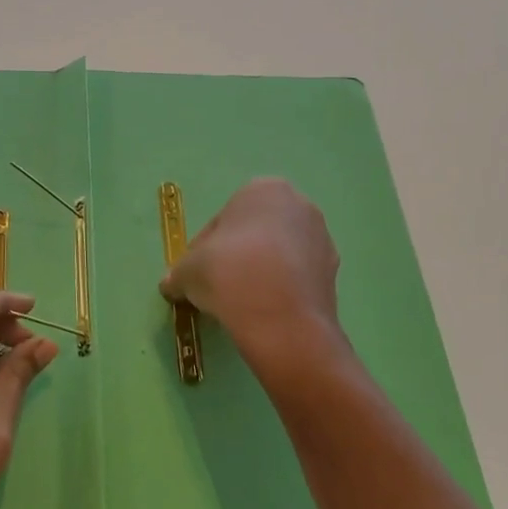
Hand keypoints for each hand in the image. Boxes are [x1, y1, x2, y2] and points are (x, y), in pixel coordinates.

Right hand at [160, 178, 343, 376]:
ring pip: (278, 255)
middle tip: (217, 289)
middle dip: (236, 258)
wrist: (281, 318)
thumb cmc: (229, 273)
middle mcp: (299, 205)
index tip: (196, 275)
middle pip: (254, 234)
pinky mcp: (334, 273)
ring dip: (259, 274)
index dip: (203, 250)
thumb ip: (178, 273)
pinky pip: (297, 278)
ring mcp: (321, 239)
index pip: (223, 221)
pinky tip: (264, 313)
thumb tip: (172, 284)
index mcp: (263, 190)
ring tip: (240, 304)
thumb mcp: (187, 271)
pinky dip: (280, 291)